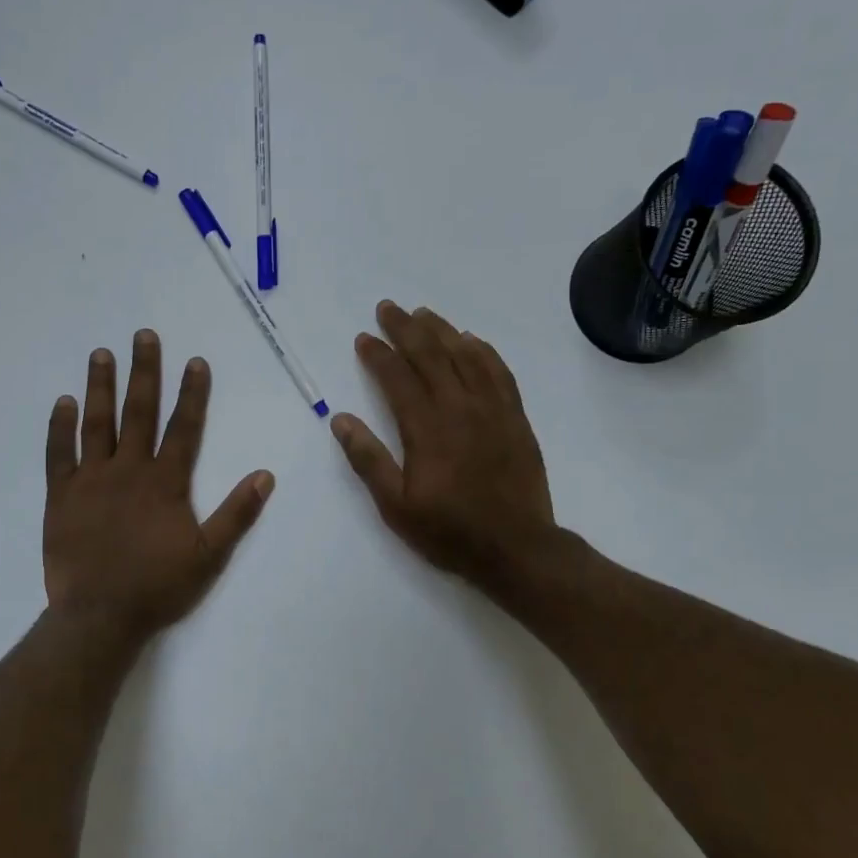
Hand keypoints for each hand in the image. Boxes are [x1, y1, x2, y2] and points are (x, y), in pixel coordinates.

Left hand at [44, 330, 273, 642]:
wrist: (100, 616)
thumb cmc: (158, 586)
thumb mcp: (210, 555)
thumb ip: (236, 513)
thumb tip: (265, 475)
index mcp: (165, 482)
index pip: (184, 428)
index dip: (192, 393)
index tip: (194, 361)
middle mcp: (128, 470)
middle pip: (139, 412)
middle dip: (144, 372)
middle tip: (143, 336)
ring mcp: (91, 480)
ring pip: (96, 423)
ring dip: (100, 386)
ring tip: (101, 354)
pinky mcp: (61, 495)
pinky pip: (59, 453)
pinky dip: (60, 427)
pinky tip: (62, 402)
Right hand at [331, 302, 557, 595]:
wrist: (516, 548)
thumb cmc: (449, 531)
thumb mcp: (396, 506)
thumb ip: (368, 460)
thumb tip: (341, 420)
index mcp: (427, 428)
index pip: (397, 378)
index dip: (378, 354)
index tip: (363, 338)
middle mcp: (460, 408)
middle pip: (431, 355)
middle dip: (406, 328)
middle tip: (388, 308)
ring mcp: (493, 410)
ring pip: (466, 356)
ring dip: (443, 331)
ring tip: (424, 314)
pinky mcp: (516, 418)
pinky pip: (499, 372)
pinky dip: (483, 351)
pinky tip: (472, 341)